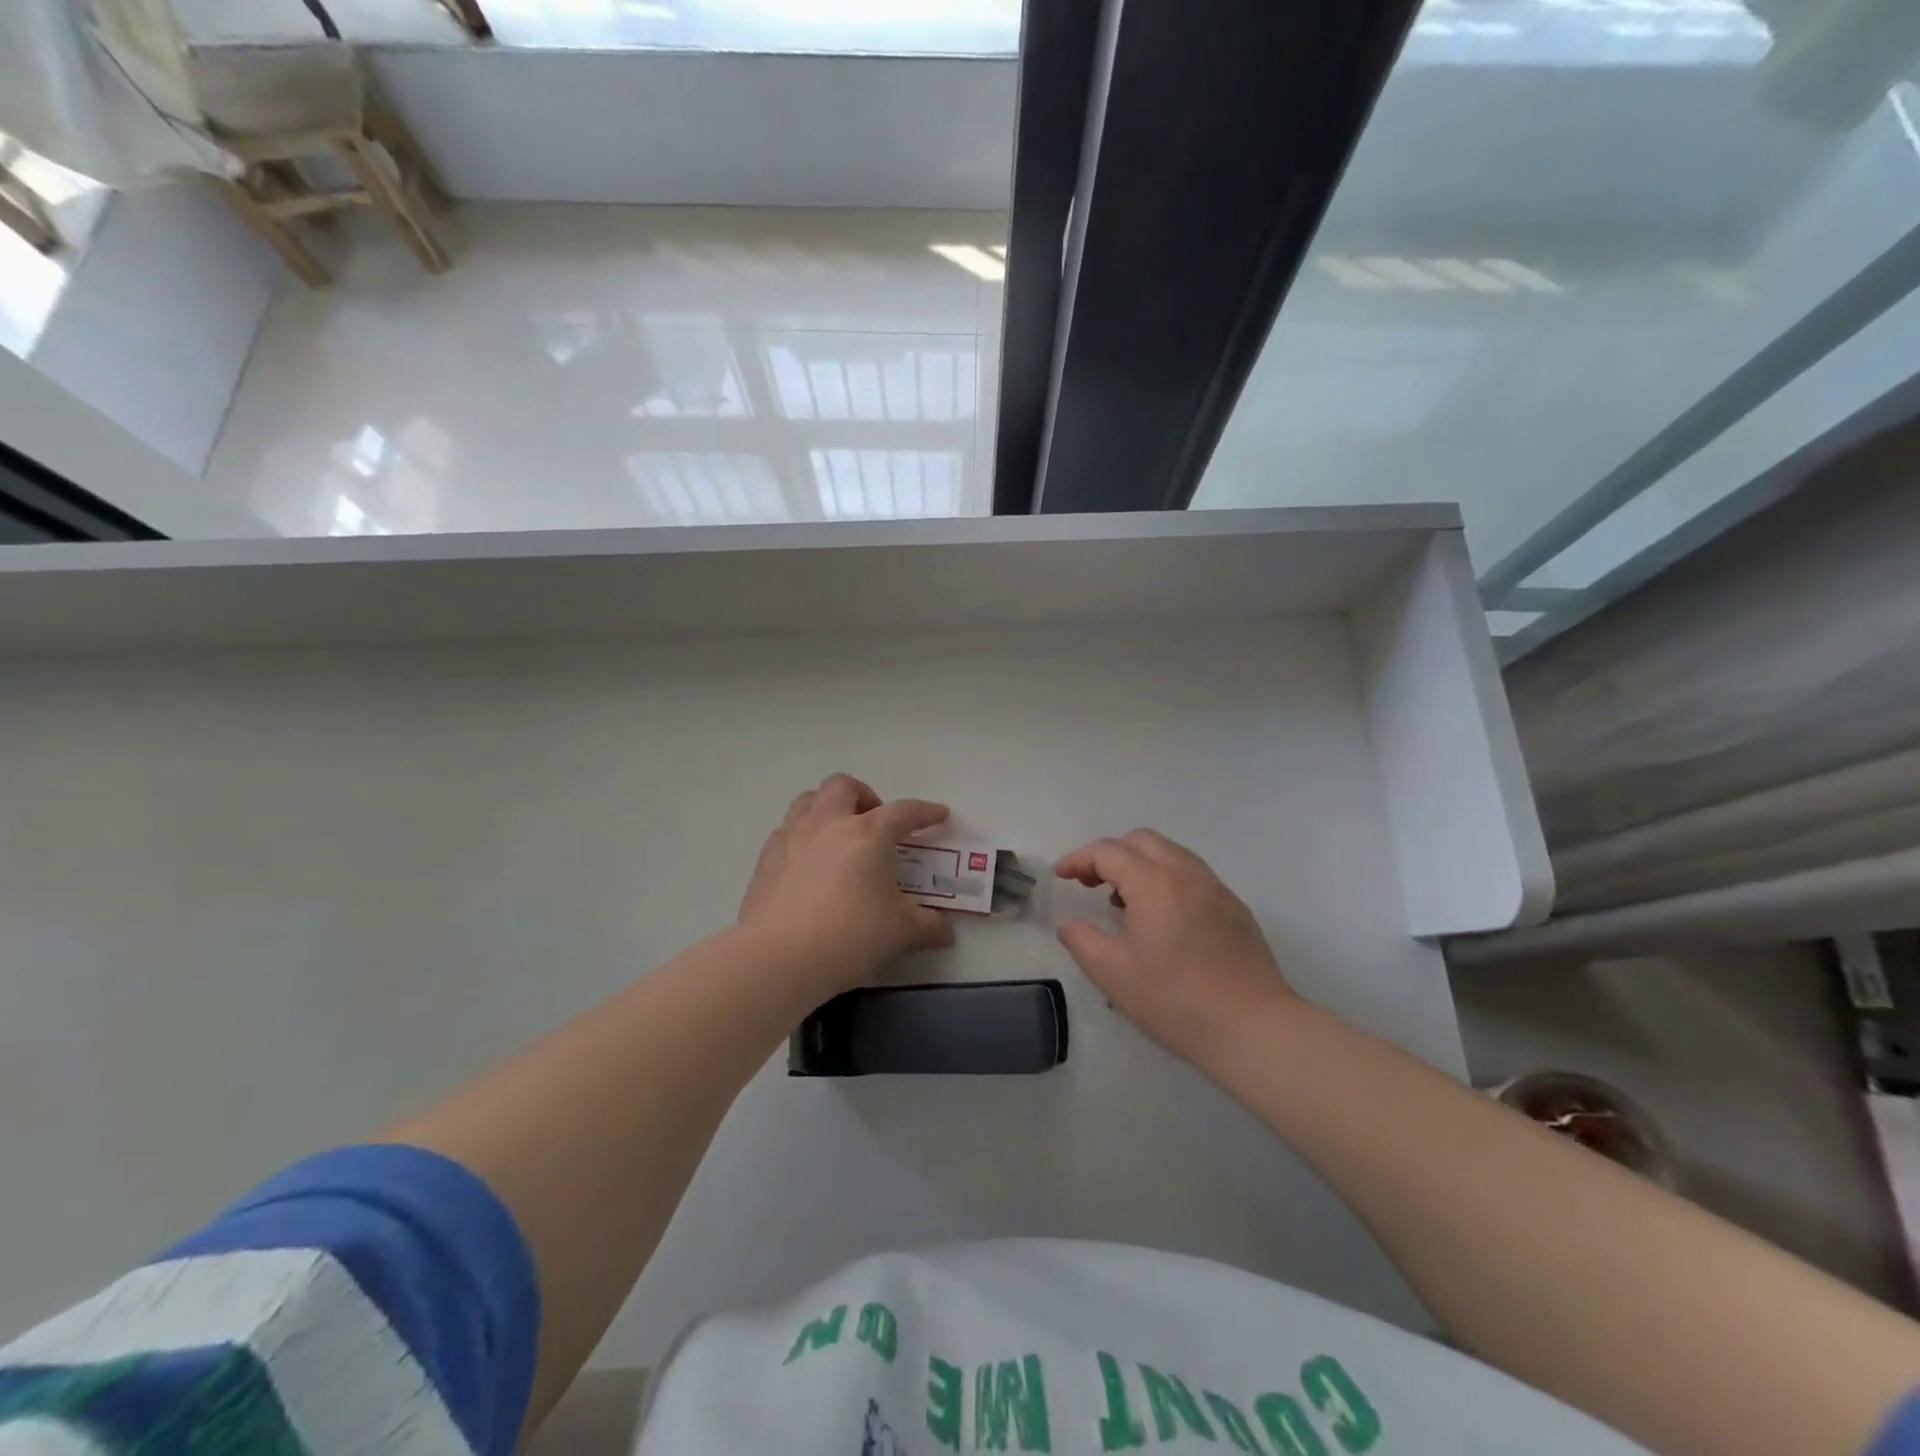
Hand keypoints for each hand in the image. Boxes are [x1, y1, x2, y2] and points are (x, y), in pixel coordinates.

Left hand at [738, 773, 954, 994]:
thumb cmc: (850, 936)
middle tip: (875, 823)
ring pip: (807, 800)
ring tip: (838, 835)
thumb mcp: (901, 932)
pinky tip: (807, 863)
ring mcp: (791, 839)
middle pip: (844, 786)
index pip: (904, 811)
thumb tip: (947, 932)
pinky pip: (784, 831)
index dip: (925, 811)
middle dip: (864, 795)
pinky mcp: (765, 860)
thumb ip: (929, 926)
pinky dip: (800, 837)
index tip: (939, 814)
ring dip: (827, 808)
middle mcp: (828, 824)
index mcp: (867, 834)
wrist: (779, 959)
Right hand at [1054, 829, 1296, 1065]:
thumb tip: (1070, 924)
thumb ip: (1082, 941)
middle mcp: (1186, 873)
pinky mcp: (1234, 906)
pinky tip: (1160, 918)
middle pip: (1140, 840)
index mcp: (1155, 882)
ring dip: (1138, 864)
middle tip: (1089, 883)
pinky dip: (1165, 878)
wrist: (1254, 1027)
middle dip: (1109, 854)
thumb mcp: (1114, 975)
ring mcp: (1215, 887)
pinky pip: (1191, 874)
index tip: (1061, 877)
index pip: (1107, 852)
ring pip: (1169, 853)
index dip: (1078, 859)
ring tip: (1122, 901)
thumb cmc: (1177, 1001)